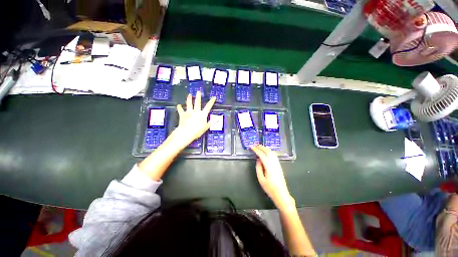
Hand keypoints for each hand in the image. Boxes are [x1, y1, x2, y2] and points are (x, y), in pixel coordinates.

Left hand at [169, 91, 215, 148]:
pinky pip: (181, 110)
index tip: (213, 97)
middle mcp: (196, 111)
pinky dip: (179, 108)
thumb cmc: (197, 130)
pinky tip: (178, 105)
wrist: (186, 132)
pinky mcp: (182, 115)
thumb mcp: (206, 127)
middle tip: (198, 92)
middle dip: (198, 97)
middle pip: (197, 103)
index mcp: (202, 114)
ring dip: (189, 99)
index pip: (208, 107)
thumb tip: (219, 119)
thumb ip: (212, 122)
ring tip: (189, 95)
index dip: (211, 102)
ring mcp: (189, 112)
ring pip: (189, 104)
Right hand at [251, 145, 294, 209]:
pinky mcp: (279, 166)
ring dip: (265, 148)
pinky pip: (274, 155)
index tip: (251, 147)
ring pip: (272, 152)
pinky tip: (266, 152)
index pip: (262, 155)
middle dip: (261, 147)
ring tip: (259, 146)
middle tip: (255, 144)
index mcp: (269, 166)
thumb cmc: (270, 188)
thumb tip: (258, 160)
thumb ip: (258, 168)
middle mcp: (274, 163)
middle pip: (268, 151)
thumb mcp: (261, 179)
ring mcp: (278, 164)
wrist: (281, 194)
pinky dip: (269, 151)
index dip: (256, 150)